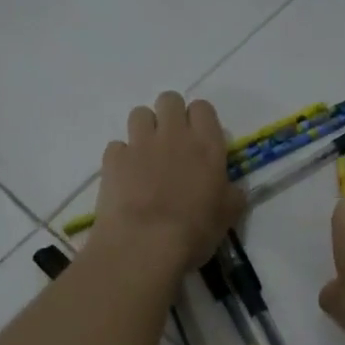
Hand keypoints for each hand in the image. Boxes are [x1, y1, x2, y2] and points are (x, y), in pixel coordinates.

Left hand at [87, 92, 244, 278]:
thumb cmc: (194, 231)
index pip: (203, 108)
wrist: (144, 245)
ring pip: (139, 114)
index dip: (200, 121)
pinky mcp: (112, 159)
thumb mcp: (228, 216)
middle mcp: (173, 135)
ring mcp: (139, 144)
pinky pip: (117, 146)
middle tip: (172, 144)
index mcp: (207, 145)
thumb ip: (232, 194)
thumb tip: (232, 188)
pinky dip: (122, 158)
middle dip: (170, 115)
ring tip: (147, 156)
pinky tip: (126, 178)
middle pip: (169, 100)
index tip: (199, 141)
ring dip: (145, 129)